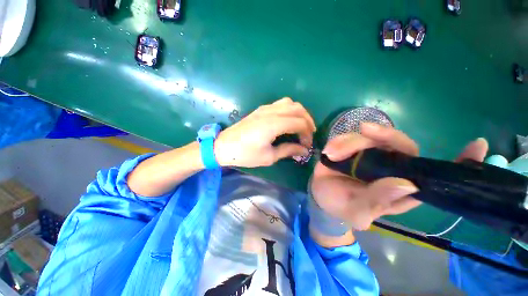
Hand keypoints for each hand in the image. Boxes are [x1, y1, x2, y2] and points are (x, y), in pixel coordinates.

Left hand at [215, 97, 315, 167]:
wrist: (223, 146)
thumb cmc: (245, 154)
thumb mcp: (269, 157)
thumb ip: (288, 150)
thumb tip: (303, 150)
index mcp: (273, 124)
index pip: (299, 123)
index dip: (307, 134)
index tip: (307, 145)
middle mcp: (271, 112)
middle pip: (298, 109)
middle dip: (308, 121)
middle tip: (309, 134)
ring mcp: (265, 108)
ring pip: (290, 103)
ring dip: (299, 113)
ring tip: (301, 126)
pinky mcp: (261, 109)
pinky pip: (281, 104)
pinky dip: (290, 110)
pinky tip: (288, 121)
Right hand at [311, 123, 488, 230]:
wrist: (321, 196)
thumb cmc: (341, 207)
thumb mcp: (358, 211)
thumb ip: (377, 201)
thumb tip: (406, 184)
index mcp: (400, 188)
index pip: (434, 175)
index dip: (458, 163)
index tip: (477, 146)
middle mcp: (389, 168)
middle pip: (400, 144)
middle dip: (384, 135)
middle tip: (364, 131)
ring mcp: (369, 155)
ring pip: (371, 137)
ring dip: (350, 142)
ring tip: (332, 153)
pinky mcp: (351, 149)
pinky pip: (349, 138)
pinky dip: (339, 142)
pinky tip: (330, 151)